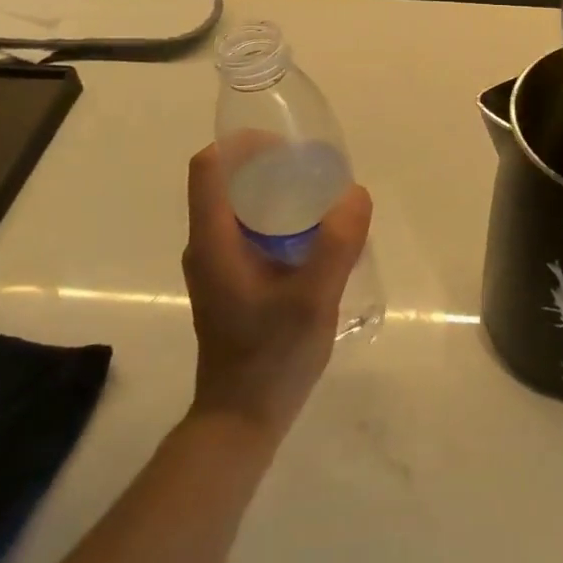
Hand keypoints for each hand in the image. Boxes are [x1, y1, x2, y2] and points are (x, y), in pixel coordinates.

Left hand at [182, 143, 373, 438]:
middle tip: (315, 169)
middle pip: (226, 181)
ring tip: (321, 197)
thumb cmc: (271, 357)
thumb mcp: (313, 299)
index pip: (209, 167)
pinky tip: (314, 236)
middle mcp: (206, 245)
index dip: (242, 143)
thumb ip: (337, 245)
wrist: (241, 418)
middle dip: (267, 164)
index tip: (286, 144)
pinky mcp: (230, 281)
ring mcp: (216, 265)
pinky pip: (248, 230)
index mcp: (213, 241)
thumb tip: (355, 193)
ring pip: (238, 207)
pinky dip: (276, 218)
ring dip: (274, 192)